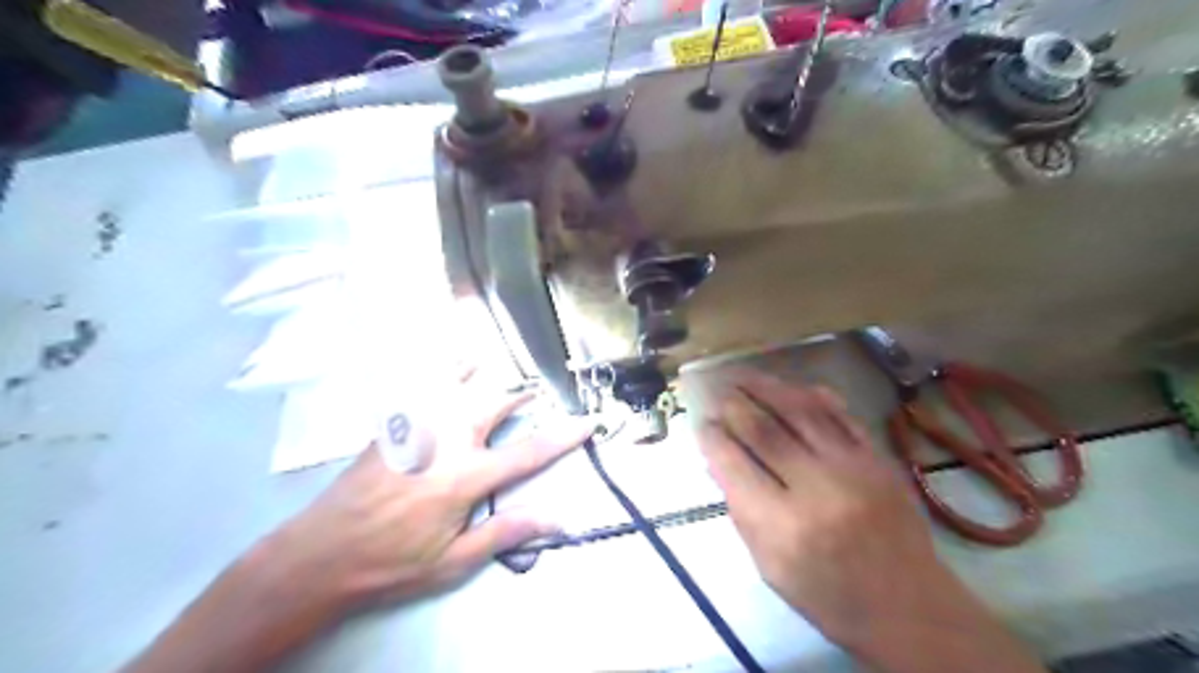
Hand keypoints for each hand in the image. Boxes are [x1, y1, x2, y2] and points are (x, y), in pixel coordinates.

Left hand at [127, 377, 593, 672]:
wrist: (321, 553)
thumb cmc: (393, 561)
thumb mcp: (453, 560)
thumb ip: (506, 533)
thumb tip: (557, 520)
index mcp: (465, 477)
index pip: (528, 452)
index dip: (563, 436)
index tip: (587, 421)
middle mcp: (446, 441)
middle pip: (494, 403)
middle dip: (521, 395)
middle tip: (537, 393)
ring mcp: (417, 426)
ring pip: (459, 382)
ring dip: (485, 371)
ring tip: (500, 364)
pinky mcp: (394, 423)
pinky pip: (423, 383)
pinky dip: (443, 365)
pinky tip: (452, 356)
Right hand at [689, 368, 1045, 672]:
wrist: (910, 607)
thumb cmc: (828, 596)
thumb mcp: (769, 566)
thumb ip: (741, 511)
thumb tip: (718, 461)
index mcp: (783, 525)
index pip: (734, 465)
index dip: (712, 439)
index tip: (700, 423)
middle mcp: (817, 488)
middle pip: (765, 430)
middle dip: (733, 405)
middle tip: (717, 393)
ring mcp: (853, 468)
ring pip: (801, 411)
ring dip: (766, 387)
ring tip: (742, 375)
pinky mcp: (878, 458)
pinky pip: (842, 415)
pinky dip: (813, 396)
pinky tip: (791, 386)